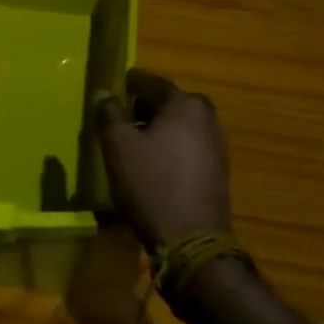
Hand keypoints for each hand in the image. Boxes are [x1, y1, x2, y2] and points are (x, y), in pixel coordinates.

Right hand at [95, 69, 231, 253]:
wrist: (192, 241)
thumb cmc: (151, 184)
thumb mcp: (118, 146)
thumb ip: (109, 113)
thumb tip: (105, 93)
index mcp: (184, 103)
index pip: (149, 81)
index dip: (127, 84)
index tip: (110, 92)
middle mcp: (206, 116)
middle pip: (167, 102)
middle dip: (143, 109)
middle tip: (118, 121)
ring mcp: (216, 144)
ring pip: (179, 125)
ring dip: (157, 130)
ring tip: (132, 145)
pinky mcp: (218, 169)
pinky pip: (188, 146)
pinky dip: (170, 148)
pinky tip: (153, 165)